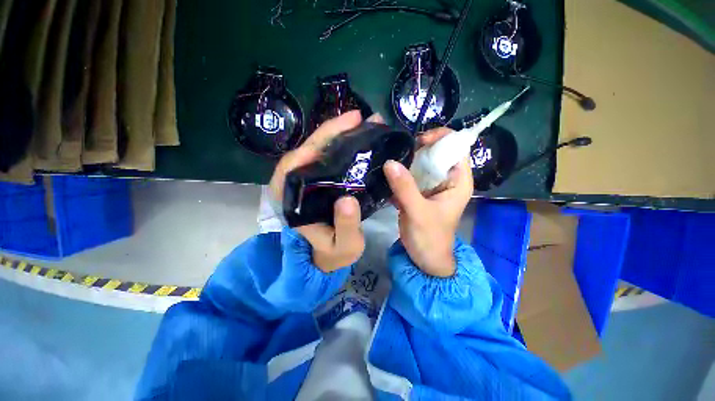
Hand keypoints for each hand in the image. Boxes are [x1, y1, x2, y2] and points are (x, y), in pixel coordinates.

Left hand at [268, 111, 365, 272]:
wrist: (326, 258)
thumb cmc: (332, 254)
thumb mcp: (343, 246)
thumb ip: (345, 227)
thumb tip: (348, 199)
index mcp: (292, 201)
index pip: (294, 164)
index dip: (317, 142)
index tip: (342, 128)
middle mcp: (295, 187)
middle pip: (308, 151)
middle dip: (332, 131)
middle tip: (359, 118)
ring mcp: (307, 183)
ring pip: (317, 151)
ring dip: (338, 135)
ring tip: (362, 123)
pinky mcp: (318, 182)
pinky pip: (326, 159)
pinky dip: (340, 146)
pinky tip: (356, 138)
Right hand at [383, 128, 472, 276]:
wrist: (425, 259)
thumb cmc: (429, 238)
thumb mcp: (418, 212)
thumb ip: (405, 188)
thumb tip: (389, 162)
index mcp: (458, 181)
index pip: (456, 148)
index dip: (440, 138)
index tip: (418, 141)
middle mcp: (446, 179)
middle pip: (435, 153)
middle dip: (417, 150)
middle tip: (397, 152)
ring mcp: (431, 185)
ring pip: (420, 164)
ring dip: (406, 161)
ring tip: (388, 161)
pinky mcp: (418, 192)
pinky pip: (410, 175)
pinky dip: (399, 173)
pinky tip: (387, 174)